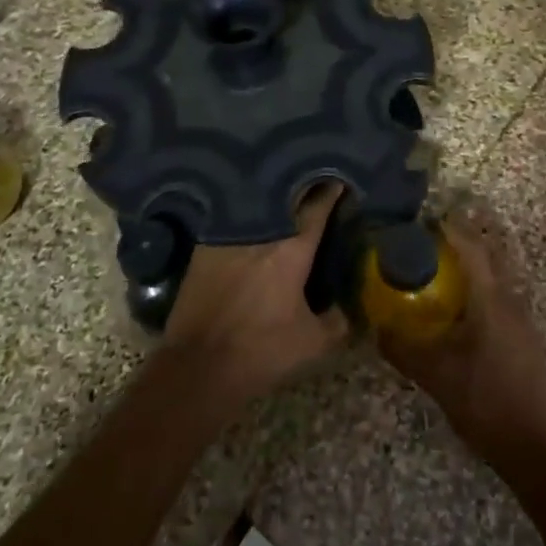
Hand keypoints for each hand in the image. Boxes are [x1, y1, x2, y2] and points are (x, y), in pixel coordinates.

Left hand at [163, 183, 349, 408]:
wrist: (198, 365)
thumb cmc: (261, 351)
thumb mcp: (312, 343)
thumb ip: (337, 321)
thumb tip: (346, 308)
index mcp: (293, 248)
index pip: (317, 206)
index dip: (331, 191)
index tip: (339, 179)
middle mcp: (262, 231)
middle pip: (286, 197)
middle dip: (302, 188)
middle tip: (313, 183)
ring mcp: (230, 235)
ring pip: (257, 205)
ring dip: (272, 200)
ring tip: (283, 195)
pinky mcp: (204, 246)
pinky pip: (232, 220)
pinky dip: (246, 217)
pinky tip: (251, 219)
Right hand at [378, 203, 545, 472]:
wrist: (536, 449)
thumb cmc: (485, 403)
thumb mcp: (436, 377)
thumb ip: (403, 350)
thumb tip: (377, 328)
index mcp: (492, 301)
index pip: (472, 248)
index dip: (451, 230)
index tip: (427, 220)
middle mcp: (512, 302)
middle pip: (489, 257)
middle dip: (462, 243)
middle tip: (430, 243)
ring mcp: (524, 321)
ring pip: (496, 280)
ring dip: (472, 269)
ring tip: (441, 274)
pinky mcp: (527, 341)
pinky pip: (501, 300)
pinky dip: (480, 292)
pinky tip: (462, 314)